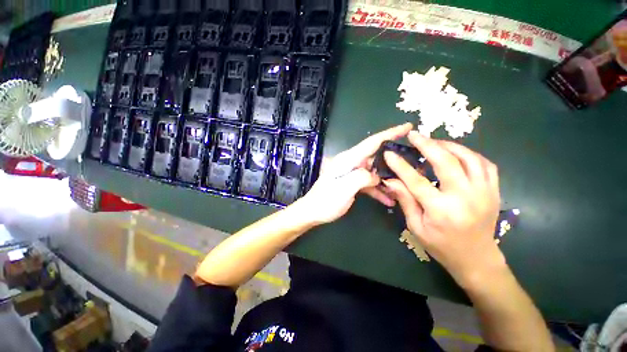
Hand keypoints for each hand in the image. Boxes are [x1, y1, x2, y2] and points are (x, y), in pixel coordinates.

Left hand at [296, 122, 412, 224]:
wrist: (313, 212)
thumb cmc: (326, 200)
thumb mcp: (344, 188)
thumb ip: (362, 177)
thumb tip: (376, 176)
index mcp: (348, 159)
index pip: (372, 142)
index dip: (390, 133)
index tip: (408, 127)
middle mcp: (351, 163)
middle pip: (376, 156)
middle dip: (394, 160)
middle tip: (413, 164)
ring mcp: (351, 173)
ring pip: (374, 172)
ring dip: (387, 179)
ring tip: (404, 187)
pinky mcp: (351, 183)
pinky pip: (368, 183)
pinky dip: (378, 190)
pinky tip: (389, 200)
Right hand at [383, 131, 502, 285]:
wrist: (477, 260)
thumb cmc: (441, 246)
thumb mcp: (416, 227)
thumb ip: (405, 200)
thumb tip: (390, 181)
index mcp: (441, 210)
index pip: (416, 181)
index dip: (400, 165)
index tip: (389, 153)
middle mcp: (465, 197)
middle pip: (446, 162)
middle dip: (427, 145)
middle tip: (414, 135)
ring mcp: (484, 192)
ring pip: (469, 158)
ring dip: (449, 145)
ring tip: (433, 142)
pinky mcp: (494, 191)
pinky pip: (485, 164)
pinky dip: (469, 154)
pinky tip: (456, 152)